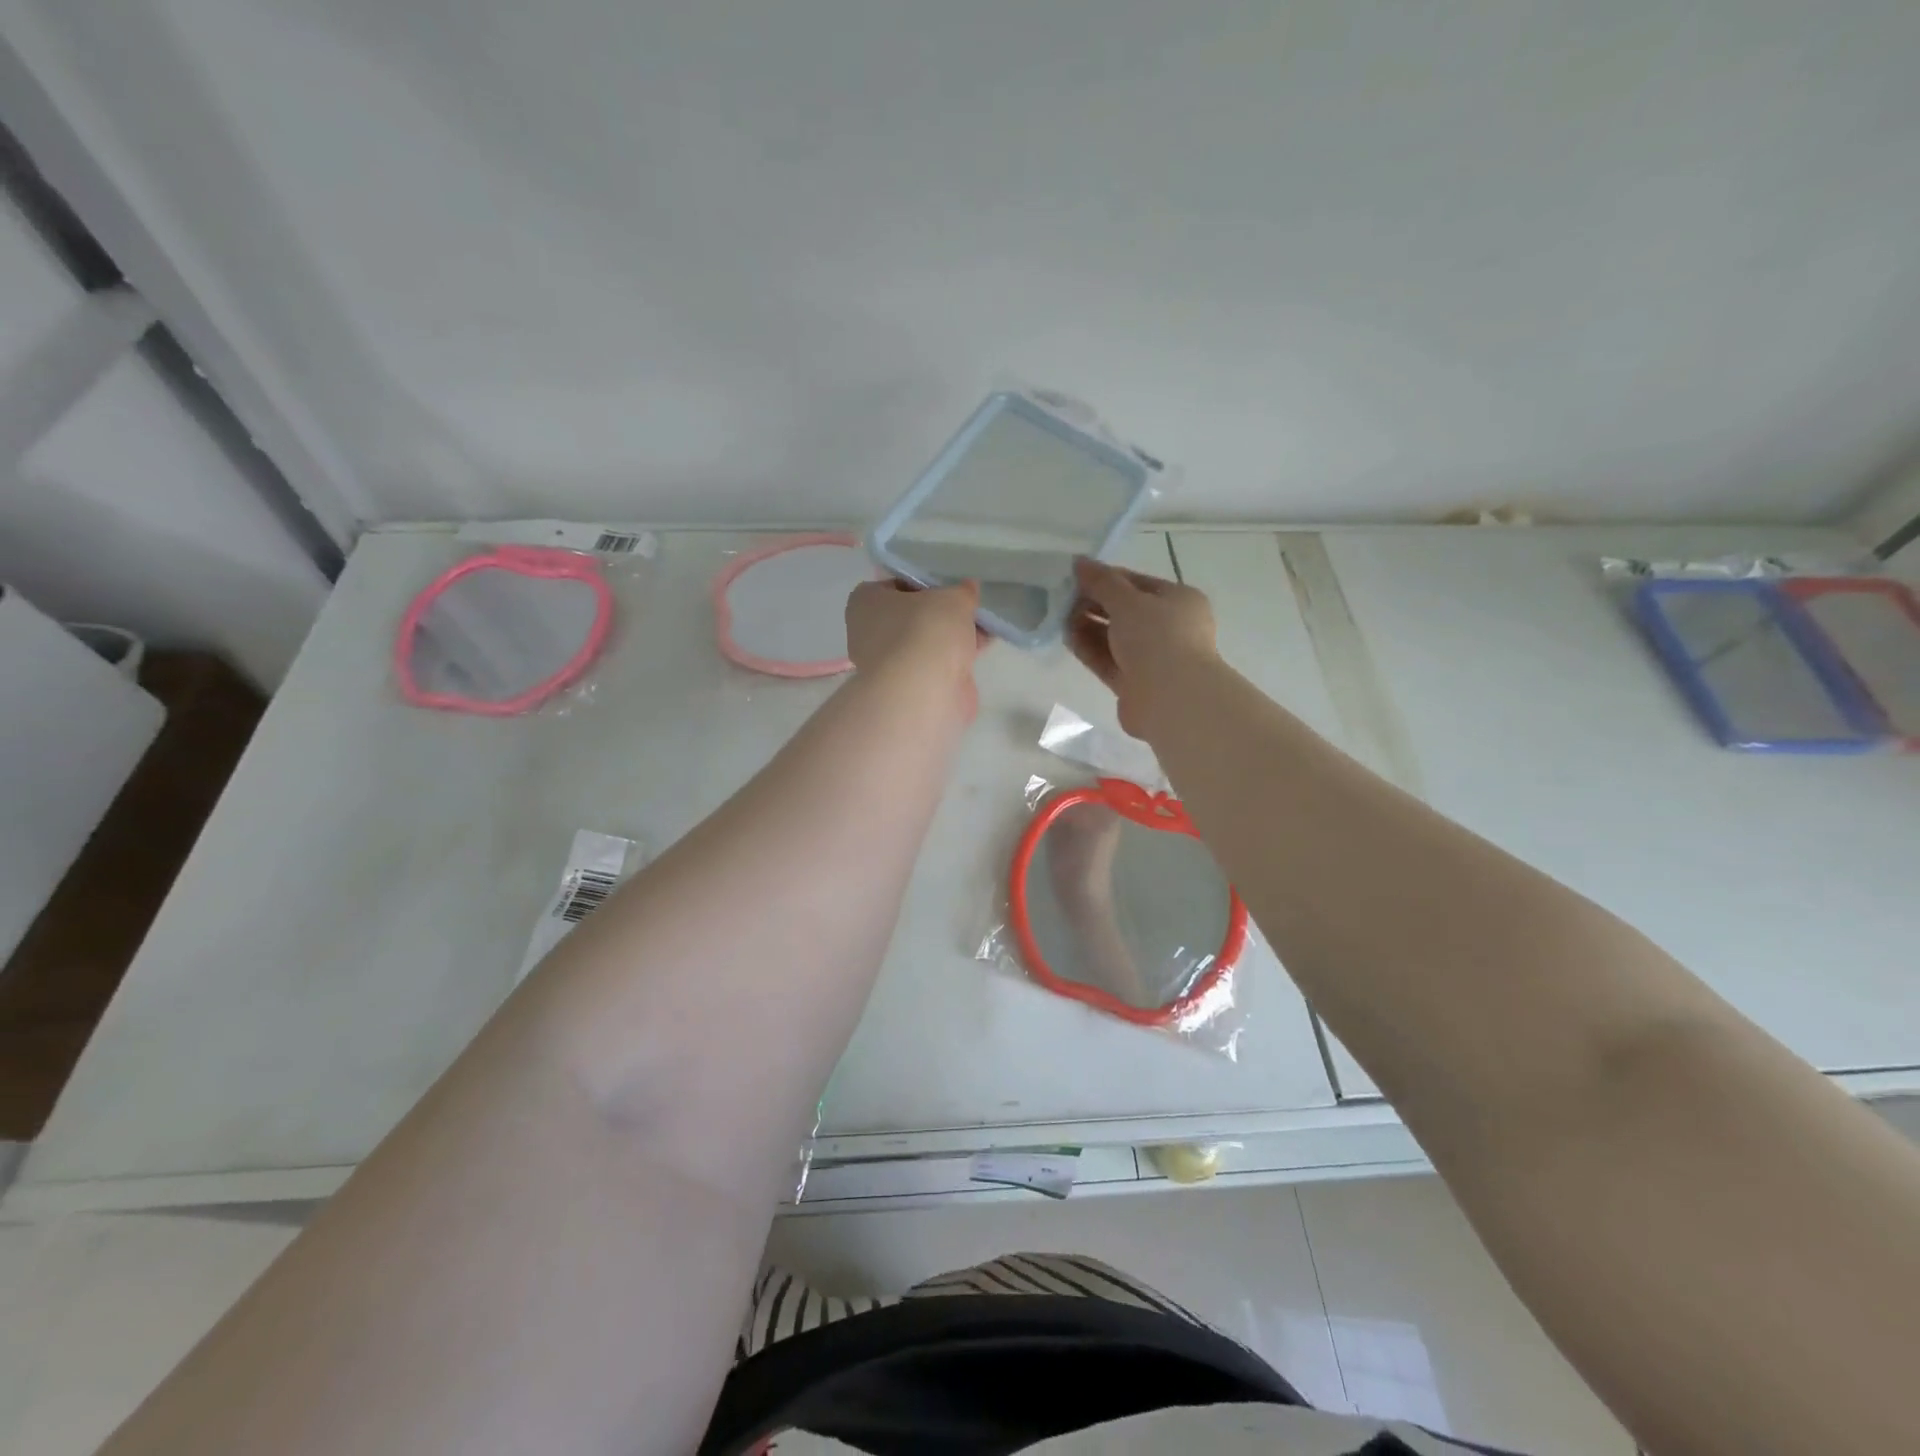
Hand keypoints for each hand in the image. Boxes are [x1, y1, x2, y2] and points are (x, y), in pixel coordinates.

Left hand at [845, 578, 987, 715]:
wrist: (923, 693)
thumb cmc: (926, 631)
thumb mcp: (952, 598)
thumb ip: (962, 591)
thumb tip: (967, 589)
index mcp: (865, 602)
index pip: (895, 585)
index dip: (924, 584)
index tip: (949, 588)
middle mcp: (869, 633)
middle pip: (912, 616)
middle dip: (941, 614)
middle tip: (968, 608)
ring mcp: (888, 664)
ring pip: (925, 642)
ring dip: (952, 637)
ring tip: (984, 628)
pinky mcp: (907, 688)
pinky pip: (934, 665)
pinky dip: (954, 659)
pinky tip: (980, 651)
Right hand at [1066, 559, 1218, 737]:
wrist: (1172, 699)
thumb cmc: (1157, 638)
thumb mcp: (1128, 601)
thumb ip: (1102, 582)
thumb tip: (1080, 562)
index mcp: (1179, 600)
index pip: (1137, 583)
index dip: (1106, 578)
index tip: (1074, 577)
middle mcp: (1169, 627)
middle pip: (1125, 611)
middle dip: (1094, 604)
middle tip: (1062, 599)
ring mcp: (1153, 658)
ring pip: (1115, 638)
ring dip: (1088, 627)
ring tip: (1059, 617)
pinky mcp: (1135, 684)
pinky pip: (1109, 661)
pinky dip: (1090, 650)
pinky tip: (1067, 639)